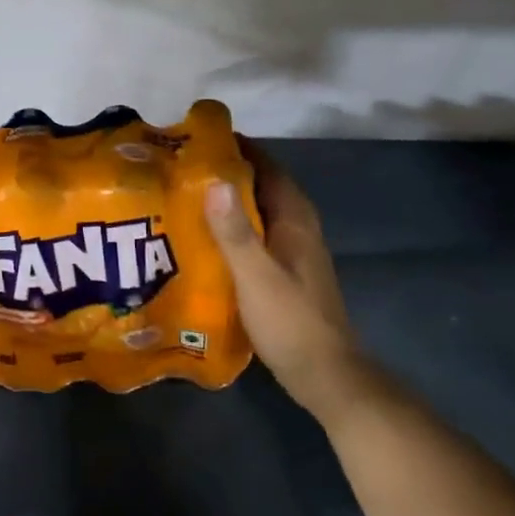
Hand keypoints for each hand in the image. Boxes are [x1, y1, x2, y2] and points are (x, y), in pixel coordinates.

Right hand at [204, 140, 359, 414]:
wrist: (327, 377)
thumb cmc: (291, 322)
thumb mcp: (256, 275)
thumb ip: (235, 231)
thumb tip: (214, 179)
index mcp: (295, 221)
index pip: (269, 169)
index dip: (241, 150)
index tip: (203, 138)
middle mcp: (299, 230)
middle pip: (265, 188)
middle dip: (231, 173)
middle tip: (186, 166)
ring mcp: (296, 254)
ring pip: (262, 213)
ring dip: (233, 201)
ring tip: (190, 196)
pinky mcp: (288, 275)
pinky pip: (260, 236)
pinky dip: (237, 228)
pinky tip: (210, 239)